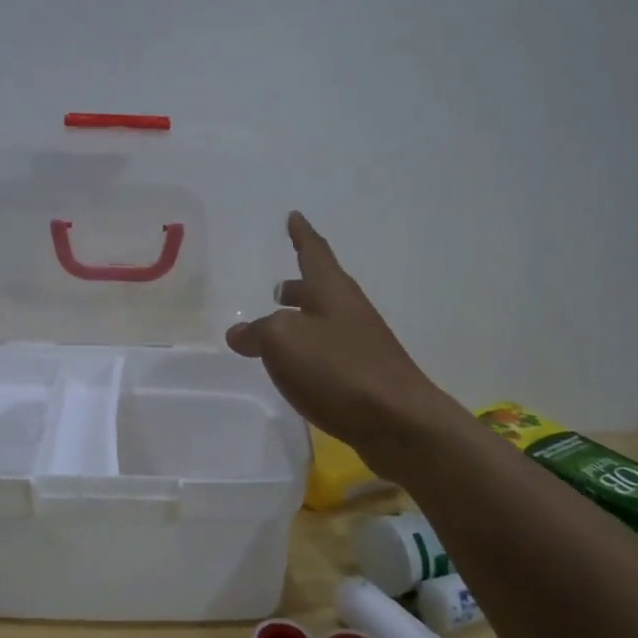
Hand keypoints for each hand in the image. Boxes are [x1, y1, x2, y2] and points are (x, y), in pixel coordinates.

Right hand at [226, 212, 452, 465]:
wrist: (399, 421)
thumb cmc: (338, 368)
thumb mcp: (282, 342)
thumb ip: (256, 333)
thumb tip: (239, 333)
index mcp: (331, 290)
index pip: (313, 251)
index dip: (301, 234)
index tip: (294, 216)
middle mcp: (349, 310)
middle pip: (321, 288)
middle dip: (298, 285)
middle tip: (277, 287)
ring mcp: (361, 343)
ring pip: (324, 321)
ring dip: (302, 318)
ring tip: (277, 328)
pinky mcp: (365, 375)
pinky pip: (329, 351)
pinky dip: (309, 350)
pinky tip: (296, 368)